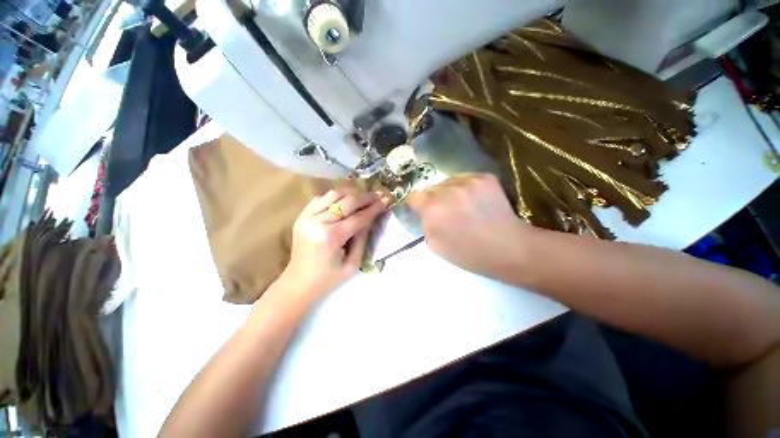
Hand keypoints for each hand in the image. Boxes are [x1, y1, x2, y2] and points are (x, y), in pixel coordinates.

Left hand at [277, 188, 390, 302]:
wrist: (298, 283)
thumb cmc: (328, 279)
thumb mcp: (353, 264)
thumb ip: (363, 239)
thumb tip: (371, 218)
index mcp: (331, 237)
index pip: (358, 217)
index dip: (374, 208)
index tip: (386, 199)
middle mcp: (317, 222)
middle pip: (347, 201)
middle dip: (365, 197)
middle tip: (378, 195)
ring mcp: (306, 217)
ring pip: (333, 194)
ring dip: (351, 193)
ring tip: (363, 196)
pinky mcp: (301, 216)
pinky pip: (320, 198)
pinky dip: (335, 197)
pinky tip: (344, 201)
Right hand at [407, 174, 529, 277]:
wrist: (508, 248)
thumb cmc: (469, 253)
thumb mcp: (435, 246)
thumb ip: (425, 225)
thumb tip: (425, 214)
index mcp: (432, 209)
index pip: (413, 196)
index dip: (416, 204)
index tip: (422, 210)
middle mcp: (446, 190)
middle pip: (431, 188)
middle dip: (434, 199)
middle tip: (445, 211)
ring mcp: (467, 181)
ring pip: (448, 182)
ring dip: (449, 192)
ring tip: (463, 205)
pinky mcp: (484, 177)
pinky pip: (465, 179)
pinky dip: (466, 188)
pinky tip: (475, 201)